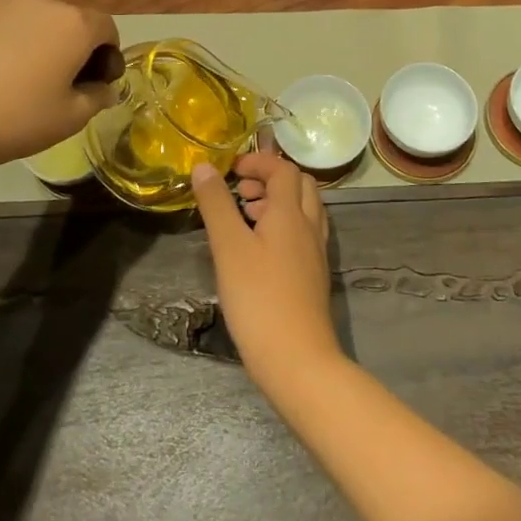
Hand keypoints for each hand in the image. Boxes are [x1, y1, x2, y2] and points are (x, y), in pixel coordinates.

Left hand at [0, 0, 119, 171]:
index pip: (107, 28)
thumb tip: (103, 89)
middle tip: (67, 87)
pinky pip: (7, 28)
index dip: (110, 56)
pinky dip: (14, 46)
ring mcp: (2, 6)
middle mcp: (41, 3)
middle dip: (78, 50)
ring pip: (38, 23)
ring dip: (45, 46)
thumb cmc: (15, 118)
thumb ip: (97, 97)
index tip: (99, 85)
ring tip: (28, 83)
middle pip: (72, 22)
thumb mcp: (70, 118)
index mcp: (73, 23)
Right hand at [191, 152, 338, 381]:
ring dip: (278, 202)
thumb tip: (204, 166)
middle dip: (270, 179)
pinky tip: (260, 250)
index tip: (230, 170)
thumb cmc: (258, 298)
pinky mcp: (314, 276)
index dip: (258, 161)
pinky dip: (284, 226)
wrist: (297, 358)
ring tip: (246, 218)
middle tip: (240, 192)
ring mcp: (315, 253)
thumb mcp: (229, 248)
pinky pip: (304, 234)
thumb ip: (216, 204)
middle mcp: (309, 227)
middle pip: (300, 185)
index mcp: (291, 214)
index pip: (283, 169)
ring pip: (305, 210)